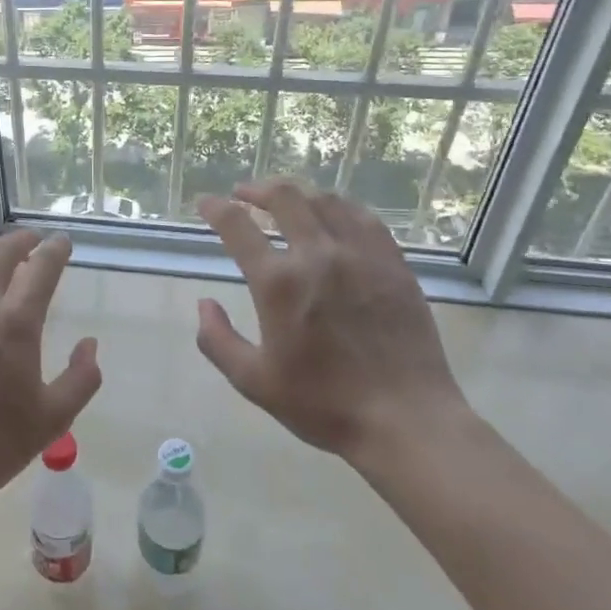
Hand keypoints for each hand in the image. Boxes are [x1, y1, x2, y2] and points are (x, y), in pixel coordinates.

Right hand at [196, 181, 471, 467]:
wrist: (406, 420)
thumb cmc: (324, 405)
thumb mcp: (254, 382)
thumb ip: (218, 341)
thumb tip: (204, 304)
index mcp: (278, 283)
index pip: (237, 225)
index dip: (216, 208)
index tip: (206, 203)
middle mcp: (317, 255)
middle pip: (284, 197)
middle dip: (257, 189)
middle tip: (244, 194)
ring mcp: (360, 255)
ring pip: (325, 200)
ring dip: (298, 194)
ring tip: (286, 201)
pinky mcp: (393, 263)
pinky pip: (364, 218)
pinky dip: (340, 207)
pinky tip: (334, 215)